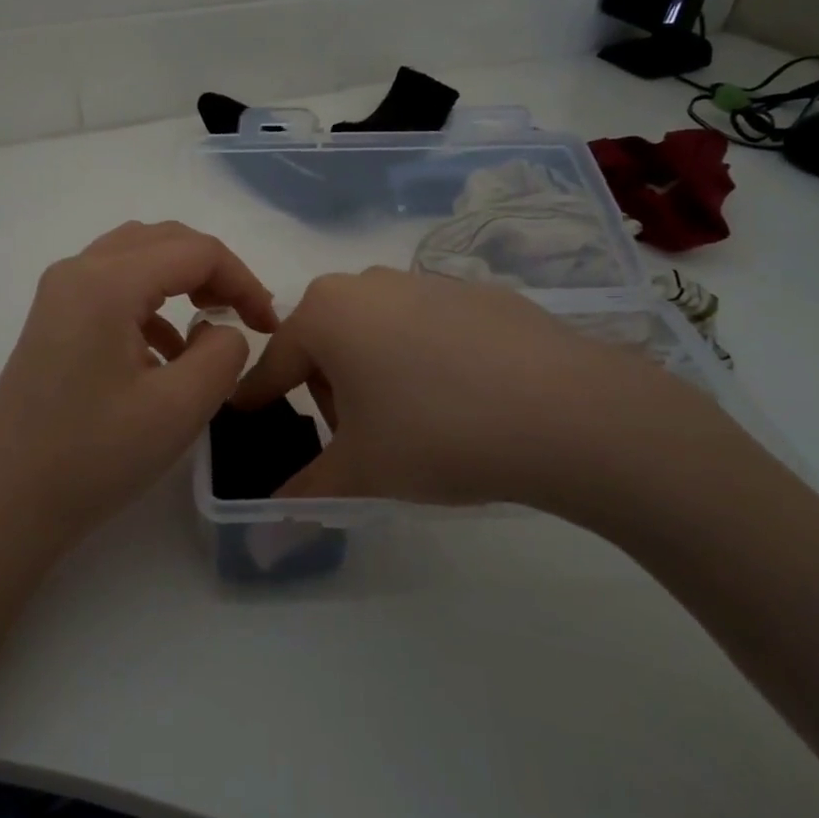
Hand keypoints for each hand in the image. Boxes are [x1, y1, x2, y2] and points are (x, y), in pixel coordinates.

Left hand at [0, 221, 277, 545]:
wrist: (8, 503)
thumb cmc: (94, 457)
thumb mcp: (179, 408)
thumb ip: (223, 353)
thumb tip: (223, 329)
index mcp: (106, 283)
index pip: (195, 252)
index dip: (242, 280)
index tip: (268, 323)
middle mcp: (77, 271)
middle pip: (164, 241)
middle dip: (213, 271)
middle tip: (245, 313)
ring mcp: (58, 293)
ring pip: (136, 257)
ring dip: (181, 281)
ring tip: (210, 326)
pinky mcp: (52, 319)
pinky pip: (112, 287)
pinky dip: (150, 303)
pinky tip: (165, 352)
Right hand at [231, 267, 753, 526]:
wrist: (569, 411)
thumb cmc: (437, 433)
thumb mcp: (361, 473)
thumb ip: (304, 495)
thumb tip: (264, 536)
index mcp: (325, 313)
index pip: (274, 366)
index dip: (258, 402)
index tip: (249, 424)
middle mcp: (367, 284)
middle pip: (325, 344)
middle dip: (329, 393)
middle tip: (359, 441)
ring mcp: (425, 281)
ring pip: (375, 332)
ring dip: (374, 374)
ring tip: (413, 424)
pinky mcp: (475, 292)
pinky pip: (426, 328)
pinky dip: (424, 360)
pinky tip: (463, 399)